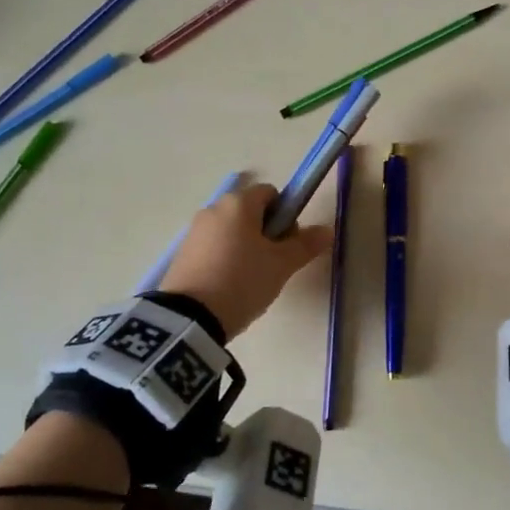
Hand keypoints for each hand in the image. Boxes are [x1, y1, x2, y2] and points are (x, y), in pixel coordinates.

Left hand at [159, 183, 332, 339]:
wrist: (190, 317)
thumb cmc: (243, 281)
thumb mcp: (281, 265)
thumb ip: (305, 245)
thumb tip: (327, 230)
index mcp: (239, 203)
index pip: (270, 193)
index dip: (286, 214)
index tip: (288, 243)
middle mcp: (213, 209)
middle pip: (249, 212)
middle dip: (266, 233)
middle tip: (274, 265)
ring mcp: (194, 231)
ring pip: (231, 231)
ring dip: (246, 247)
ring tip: (252, 280)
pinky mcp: (182, 254)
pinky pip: (214, 248)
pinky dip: (226, 260)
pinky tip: (230, 287)